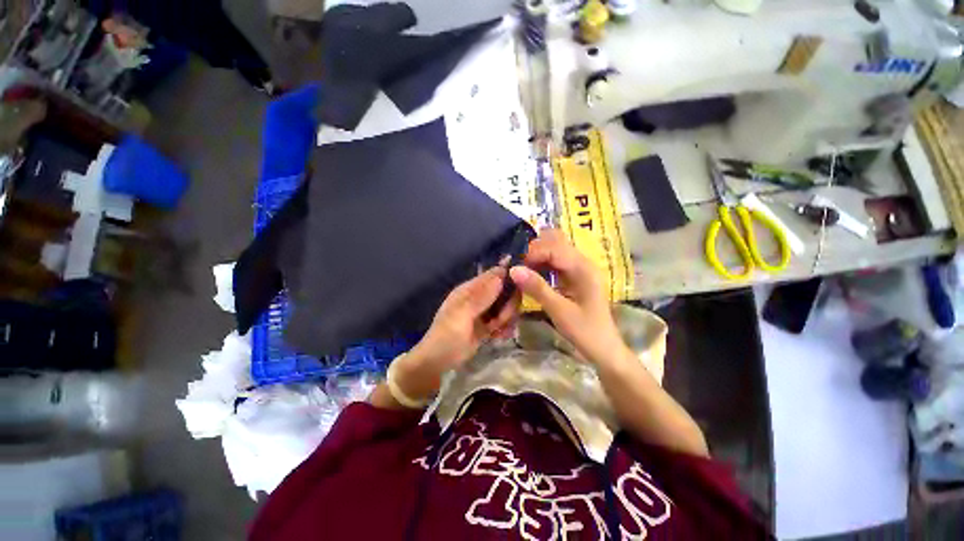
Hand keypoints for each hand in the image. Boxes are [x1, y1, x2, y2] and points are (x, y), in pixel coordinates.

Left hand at [394, 267, 519, 400]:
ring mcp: (483, 312)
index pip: (492, 275)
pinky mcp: (486, 326)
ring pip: (505, 307)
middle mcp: (478, 297)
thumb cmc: (447, 335)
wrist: (439, 362)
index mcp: (469, 290)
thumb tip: (500, 276)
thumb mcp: (462, 314)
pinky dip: (504, 327)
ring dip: (506, 318)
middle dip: (507, 304)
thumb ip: (481, 296)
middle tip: (501, 319)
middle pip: (503, 291)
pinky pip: (502, 321)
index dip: (507, 277)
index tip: (519, 287)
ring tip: (497, 329)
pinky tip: (502, 335)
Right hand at [509, 229, 625, 364]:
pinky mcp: (575, 276)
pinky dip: (542, 264)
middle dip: (534, 250)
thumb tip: (513, 270)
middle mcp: (583, 263)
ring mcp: (579, 268)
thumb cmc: (585, 331)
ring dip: (537, 255)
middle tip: (517, 265)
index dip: (532, 253)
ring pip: (555, 250)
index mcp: (583, 269)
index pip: (554, 248)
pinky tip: (531, 273)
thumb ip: (537, 288)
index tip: (514, 266)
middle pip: (556, 242)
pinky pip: (556, 262)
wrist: (604, 349)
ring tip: (521, 269)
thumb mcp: (559, 311)